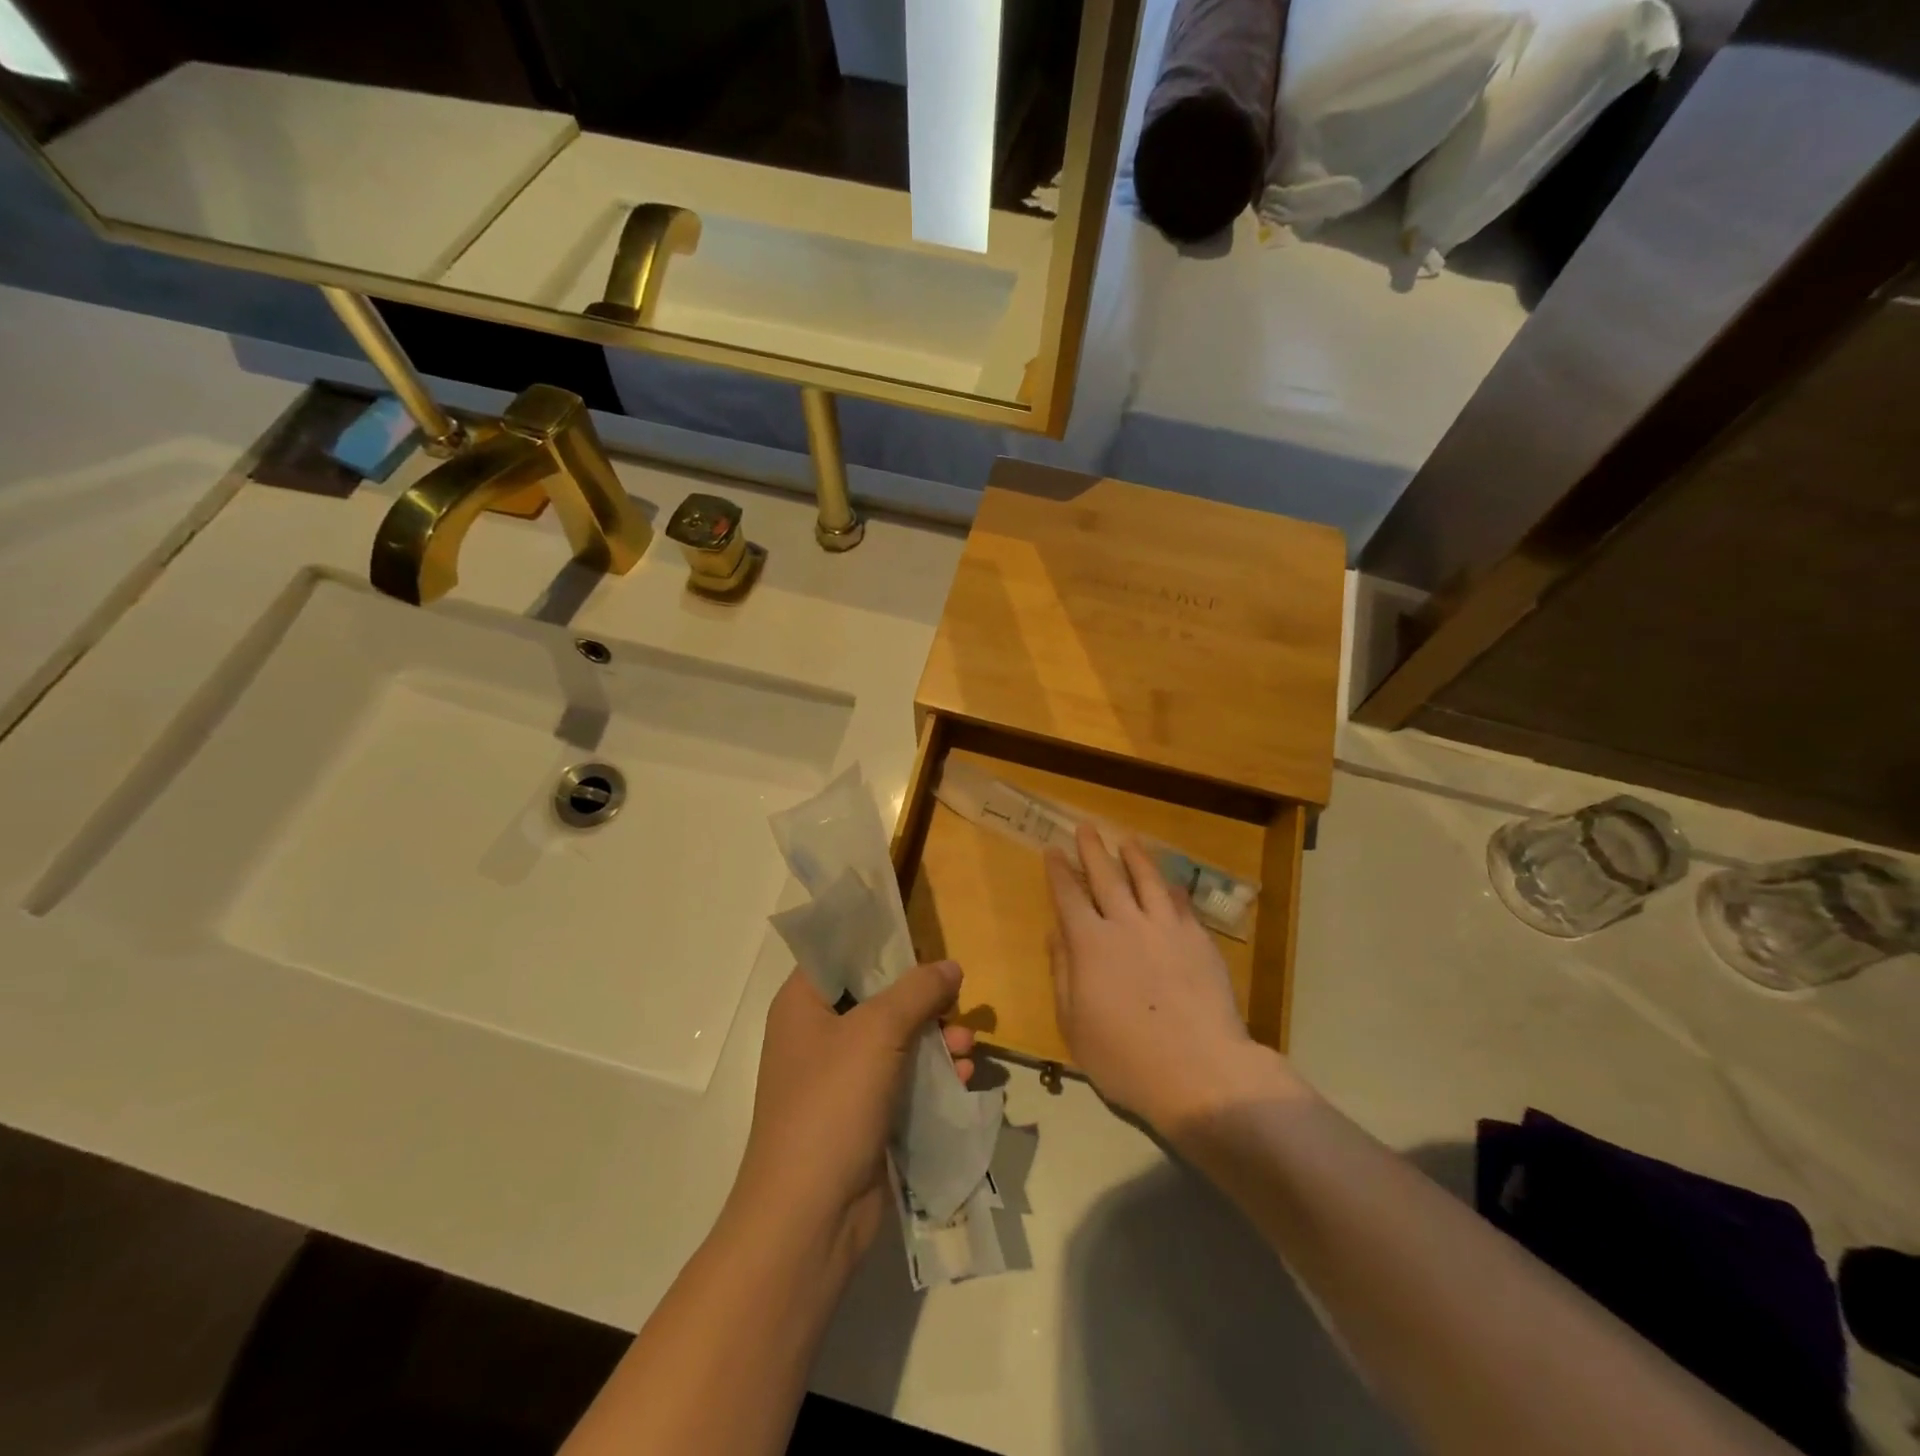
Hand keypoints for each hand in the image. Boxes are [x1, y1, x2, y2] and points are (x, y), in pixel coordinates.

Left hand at [728, 962, 975, 1272]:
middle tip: (957, 999)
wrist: (808, 1218)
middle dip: (923, 999)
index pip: (840, 953)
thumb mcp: (876, 1032)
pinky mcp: (862, 1116)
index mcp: (803, 1004)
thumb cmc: (832, 1104)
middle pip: (877, 997)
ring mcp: (840, 1079)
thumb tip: (950, 965)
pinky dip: (932, 1075)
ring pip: (896, 1040)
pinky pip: (903, 1079)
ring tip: (969, 1044)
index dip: (881, 944)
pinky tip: (964, 1078)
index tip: (924, 943)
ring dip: (935, 1039)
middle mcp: (818, 1035)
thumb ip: (917, 991)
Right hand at [1046, 826, 1290, 1133]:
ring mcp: (1166, 928)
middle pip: (1106, 877)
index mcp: (1089, 944)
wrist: (1199, 1071)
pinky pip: (1182, 903)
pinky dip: (1172, 888)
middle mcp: (1126, 924)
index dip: (1058, 871)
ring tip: (1127, 840)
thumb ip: (1063, 974)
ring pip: (1147, 880)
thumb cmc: (1125, 1057)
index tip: (1053, 850)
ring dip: (1135, 857)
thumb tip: (1056, 934)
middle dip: (1092, 850)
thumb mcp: (1074, 1024)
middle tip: (1086, 827)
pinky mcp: (1198, 940)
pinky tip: (1170, 882)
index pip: (1068, 896)